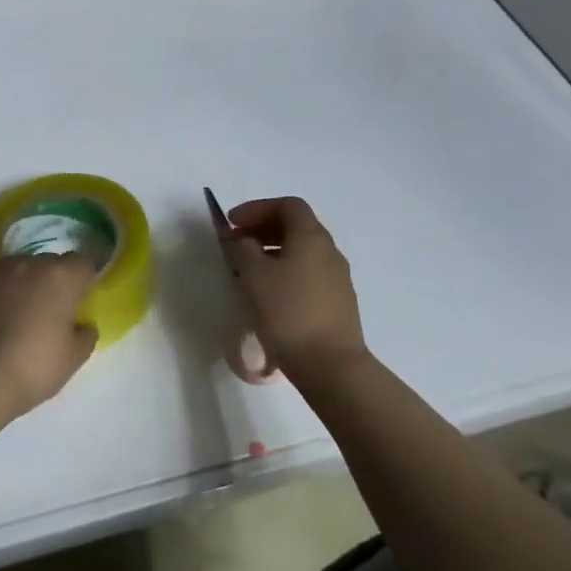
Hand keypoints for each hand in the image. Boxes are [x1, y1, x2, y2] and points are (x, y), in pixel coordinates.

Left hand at [0, 254, 99, 416]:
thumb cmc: (35, 368)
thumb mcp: (74, 358)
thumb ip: (86, 334)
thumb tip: (83, 324)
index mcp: (62, 278)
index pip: (82, 263)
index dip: (83, 280)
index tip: (80, 300)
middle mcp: (31, 265)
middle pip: (50, 261)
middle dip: (53, 279)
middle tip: (50, 309)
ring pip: (17, 263)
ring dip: (23, 278)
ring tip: (17, 306)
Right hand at [222, 196, 368, 378]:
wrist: (330, 365)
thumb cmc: (287, 312)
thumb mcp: (254, 275)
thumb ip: (242, 249)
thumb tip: (243, 240)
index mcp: (312, 237)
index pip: (288, 205)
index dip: (257, 208)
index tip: (232, 223)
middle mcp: (329, 252)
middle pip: (297, 226)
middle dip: (263, 229)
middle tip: (236, 243)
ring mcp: (338, 279)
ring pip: (302, 252)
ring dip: (273, 252)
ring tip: (247, 271)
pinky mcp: (338, 303)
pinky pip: (308, 274)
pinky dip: (285, 272)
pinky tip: (269, 295)